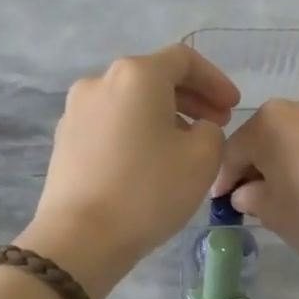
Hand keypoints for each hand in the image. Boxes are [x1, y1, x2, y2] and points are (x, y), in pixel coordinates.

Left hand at [20, 45, 239, 298]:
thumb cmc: (148, 191)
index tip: (233, 106)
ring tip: (186, 146)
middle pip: (154, 77)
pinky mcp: (65, 139)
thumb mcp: (203, 159)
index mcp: (136, 75)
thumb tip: (195, 130)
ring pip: (131, 102)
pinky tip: (149, 161)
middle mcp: (101, 81)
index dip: (215, 80)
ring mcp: (77, 110)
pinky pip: (111, 123)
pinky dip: (137, 131)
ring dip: (164, 115)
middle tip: (217, 124)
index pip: (184, 60)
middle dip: (191, 98)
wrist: (80, 238)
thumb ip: (212, 131)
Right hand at [212, 94, 298, 298]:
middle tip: (252, 196)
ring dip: (286, 158)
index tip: (222, 202)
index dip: (225, 178)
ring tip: (288, 190)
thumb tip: (247, 191)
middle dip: (256, 165)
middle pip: (266, 136)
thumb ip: (249, 196)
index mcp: (271, 120)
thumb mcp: (272, 214)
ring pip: (296, 135)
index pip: (235, 150)